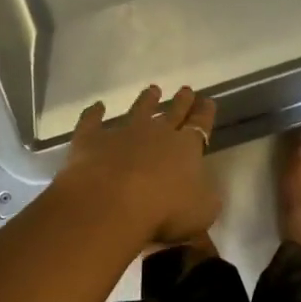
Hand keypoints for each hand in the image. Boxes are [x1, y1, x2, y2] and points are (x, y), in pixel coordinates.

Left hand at [52, 85, 220, 245]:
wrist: (111, 204)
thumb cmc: (164, 211)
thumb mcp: (202, 211)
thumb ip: (207, 198)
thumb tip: (207, 191)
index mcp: (186, 148)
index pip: (200, 126)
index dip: (205, 114)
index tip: (208, 102)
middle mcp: (156, 133)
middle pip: (172, 112)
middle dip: (181, 102)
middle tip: (186, 90)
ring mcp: (122, 133)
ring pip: (138, 110)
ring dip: (146, 100)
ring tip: (152, 90)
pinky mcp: (91, 140)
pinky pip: (93, 121)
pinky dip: (94, 113)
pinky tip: (97, 106)